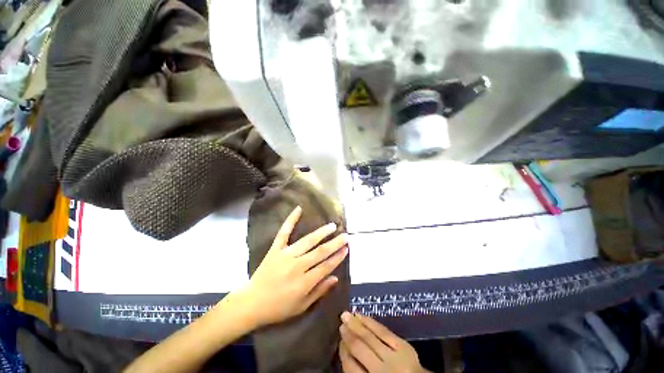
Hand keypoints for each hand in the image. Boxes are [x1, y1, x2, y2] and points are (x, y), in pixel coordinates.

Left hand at [238, 206, 347, 327]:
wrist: (251, 303)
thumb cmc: (278, 308)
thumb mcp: (302, 306)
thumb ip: (319, 291)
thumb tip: (336, 278)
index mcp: (304, 282)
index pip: (326, 266)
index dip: (338, 257)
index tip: (347, 249)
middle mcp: (297, 266)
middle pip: (320, 252)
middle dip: (335, 243)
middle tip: (345, 236)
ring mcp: (286, 255)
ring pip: (307, 241)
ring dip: (321, 232)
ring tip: (332, 226)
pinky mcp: (275, 249)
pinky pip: (284, 232)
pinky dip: (291, 220)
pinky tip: (299, 209)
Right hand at [339, 312, 427, 372]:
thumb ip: (358, 371)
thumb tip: (345, 349)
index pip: (350, 367)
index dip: (343, 351)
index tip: (339, 340)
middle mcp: (382, 370)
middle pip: (359, 348)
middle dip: (348, 334)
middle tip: (340, 321)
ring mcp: (395, 357)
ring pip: (370, 336)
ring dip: (356, 324)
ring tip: (346, 314)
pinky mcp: (405, 347)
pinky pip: (384, 331)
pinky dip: (371, 322)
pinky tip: (362, 316)